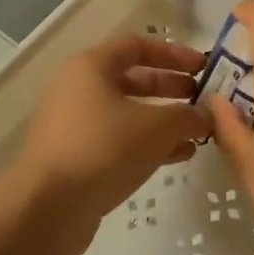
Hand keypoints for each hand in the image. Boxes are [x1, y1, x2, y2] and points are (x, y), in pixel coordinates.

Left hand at [14, 36, 211, 246]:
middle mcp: (78, 89)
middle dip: (171, 88)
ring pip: (127, 113)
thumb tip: (206, 115)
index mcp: (91, 67)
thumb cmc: (103, 149)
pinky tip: (178, 156)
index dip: (174, 54)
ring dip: (163, 120)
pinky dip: (147, 144)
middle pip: (133, 79)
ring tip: (197, 133)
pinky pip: (118, 140)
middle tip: (202, 101)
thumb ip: (186, 116)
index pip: (137, 46)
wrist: (47, 209)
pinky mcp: (76, 157)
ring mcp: (74, 125)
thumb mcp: (156, 127)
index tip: (203, 69)